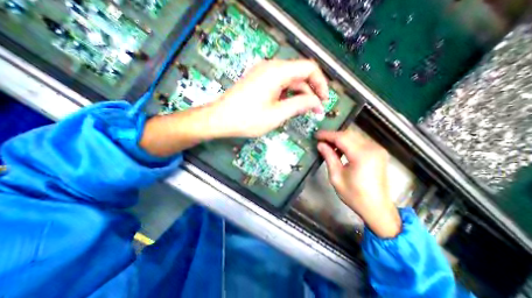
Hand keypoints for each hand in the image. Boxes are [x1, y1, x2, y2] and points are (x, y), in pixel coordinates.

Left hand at [208, 59, 328, 138]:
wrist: (220, 119)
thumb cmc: (247, 119)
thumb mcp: (277, 114)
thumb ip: (299, 105)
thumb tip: (316, 102)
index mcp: (277, 72)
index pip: (309, 68)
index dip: (321, 83)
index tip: (323, 100)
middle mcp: (271, 67)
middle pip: (300, 73)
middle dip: (311, 90)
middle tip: (316, 109)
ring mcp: (264, 73)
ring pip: (290, 80)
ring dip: (300, 93)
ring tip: (304, 110)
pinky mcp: (259, 80)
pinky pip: (280, 84)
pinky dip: (288, 94)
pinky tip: (290, 105)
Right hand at [316, 130, 398, 238]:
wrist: (377, 208)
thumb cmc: (354, 195)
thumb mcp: (336, 177)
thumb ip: (329, 157)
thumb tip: (321, 145)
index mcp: (362, 155)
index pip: (341, 138)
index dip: (327, 135)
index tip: (316, 135)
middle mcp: (372, 148)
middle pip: (348, 134)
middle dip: (333, 135)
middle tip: (320, 140)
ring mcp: (377, 149)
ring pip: (354, 136)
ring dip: (340, 138)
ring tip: (328, 144)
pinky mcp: (378, 152)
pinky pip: (360, 141)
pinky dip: (348, 142)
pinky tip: (340, 149)